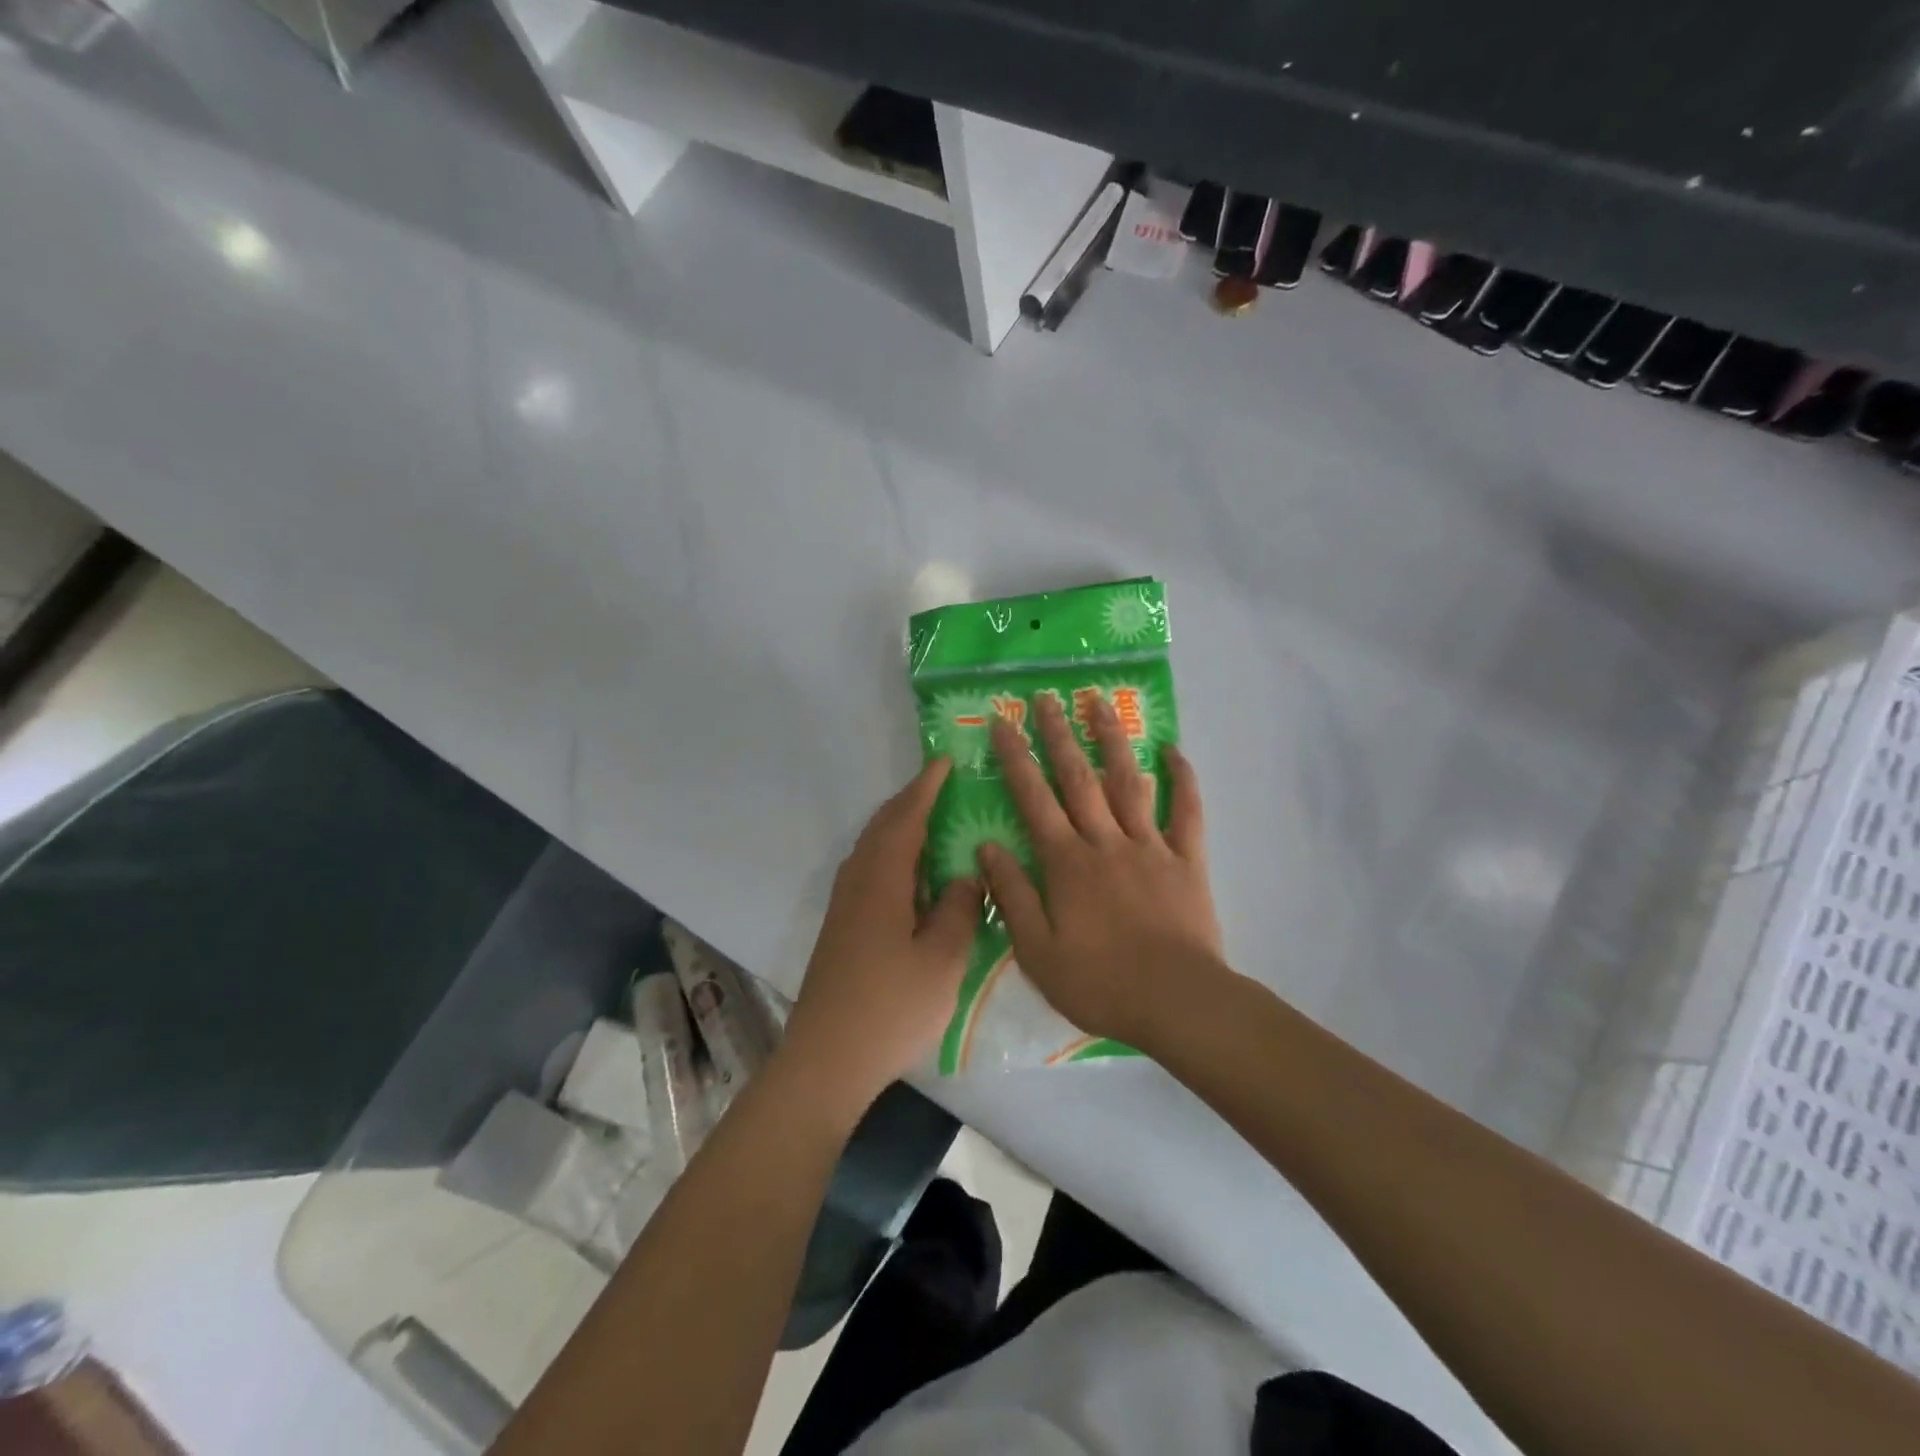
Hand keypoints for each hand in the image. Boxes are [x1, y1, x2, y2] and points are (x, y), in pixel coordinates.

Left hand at [781, 758, 982, 1111]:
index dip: (926, 788)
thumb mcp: (942, 959)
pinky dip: (891, 854)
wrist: (827, 1058)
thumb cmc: (891, 1006)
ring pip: (873, 848)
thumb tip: (967, 876)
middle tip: (940, 785)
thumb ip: (960, 909)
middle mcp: (858, 881)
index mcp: (882, 879)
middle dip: (910, 801)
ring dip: (898, 826)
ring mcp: (845, 905)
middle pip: (883, 826)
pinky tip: (911, 875)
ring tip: (930, 821)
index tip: (944, 761)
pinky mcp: (842, 927)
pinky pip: (869, 870)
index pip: (906, 818)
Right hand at [976, 694, 1223, 1049]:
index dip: (1016, 758)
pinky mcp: (1187, 860)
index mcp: (1066, 863)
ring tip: (1100, 702)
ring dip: (1113, 740)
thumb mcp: (1037, 951)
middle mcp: (1105, 842)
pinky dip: (1182, 779)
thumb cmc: (1100, 983)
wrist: (1177, 1003)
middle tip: (1047, 697)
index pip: (1034, 800)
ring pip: (1128, 782)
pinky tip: (1173, 749)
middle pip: (1078, 778)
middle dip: (1060, 734)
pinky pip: (1186, 812)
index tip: (1002, 722)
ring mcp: (1150, 846)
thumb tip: (987, 847)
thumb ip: (1012, 896)